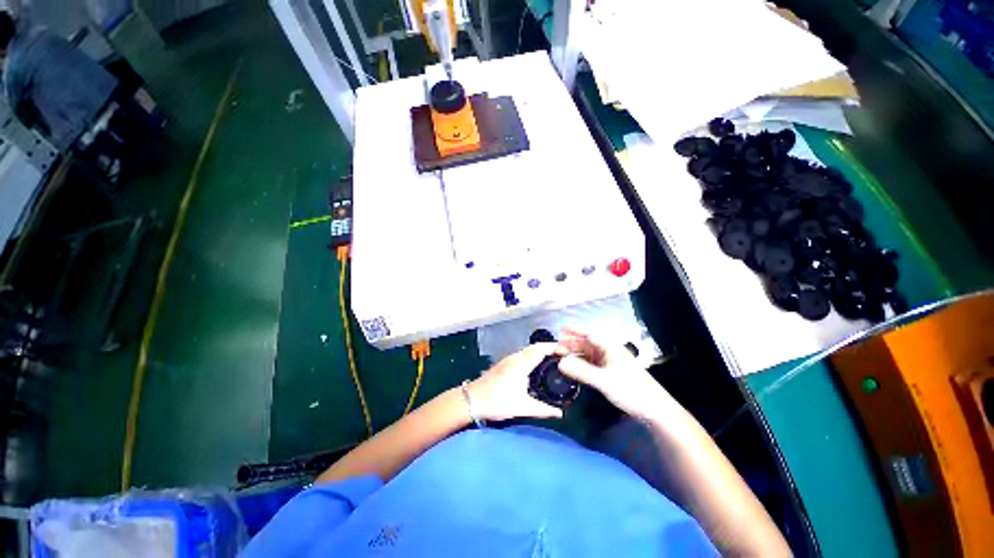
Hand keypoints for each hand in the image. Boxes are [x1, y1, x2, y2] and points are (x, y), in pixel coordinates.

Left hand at [468, 344, 563, 420]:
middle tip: (563, 355)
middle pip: (535, 347)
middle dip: (549, 347)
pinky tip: (536, 366)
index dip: (555, 347)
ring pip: (528, 350)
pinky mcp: (503, 363)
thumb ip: (543, 410)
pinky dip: (532, 355)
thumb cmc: (497, 401)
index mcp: (521, 364)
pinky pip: (522, 354)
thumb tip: (560, 413)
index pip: (541, 349)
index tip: (567, 350)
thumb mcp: (522, 407)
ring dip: (540, 351)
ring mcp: (508, 359)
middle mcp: (515, 357)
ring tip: (553, 359)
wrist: (472, 400)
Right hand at [557, 328, 666, 419]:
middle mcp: (610, 352)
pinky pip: (592, 365)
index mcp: (610, 347)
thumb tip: (560, 363)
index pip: (589, 334)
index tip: (560, 330)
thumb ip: (581, 371)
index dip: (574, 331)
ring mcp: (611, 363)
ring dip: (575, 355)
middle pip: (587, 344)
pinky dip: (582, 364)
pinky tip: (574, 368)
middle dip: (572, 344)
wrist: (654, 410)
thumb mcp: (604, 380)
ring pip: (589, 355)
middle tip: (556, 348)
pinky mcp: (611, 374)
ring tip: (561, 357)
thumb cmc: (631, 390)